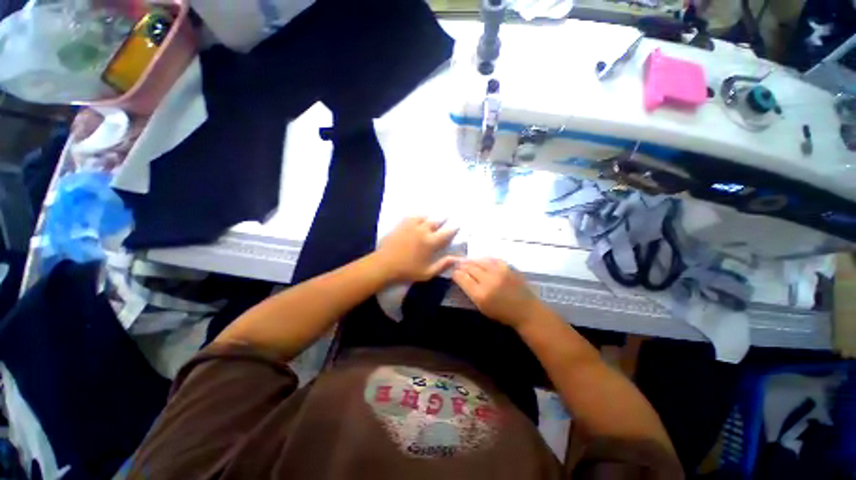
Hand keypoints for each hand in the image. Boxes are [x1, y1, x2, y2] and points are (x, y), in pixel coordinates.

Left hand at [374, 217, 459, 282]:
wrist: (384, 265)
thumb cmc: (407, 271)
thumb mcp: (427, 273)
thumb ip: (443, 265)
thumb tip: (457, 259)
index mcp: (431, 242)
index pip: (447, 232)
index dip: (454, 228)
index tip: (458, 225)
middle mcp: (423, 230)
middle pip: (437, 221)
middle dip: (443, 219)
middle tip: (447, 217)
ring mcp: (411, 226)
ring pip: (424, 216)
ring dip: (430, 217)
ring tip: (432, 217)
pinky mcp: (401, 225)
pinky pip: (411, 216)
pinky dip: (417, 216)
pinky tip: (418, 217)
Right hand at [452, 258, 540, 328]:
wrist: (525, 310)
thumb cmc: (502, 313)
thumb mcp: (482, 307)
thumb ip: (470, 292)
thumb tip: (461, 278)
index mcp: (480, 294)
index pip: (462, 278)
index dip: (456, 274)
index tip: (454, 273)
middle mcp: (488, 281)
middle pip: (469, 267)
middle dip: (462, 266)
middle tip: (458, 265)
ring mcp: (498, 272)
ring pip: (479, 261)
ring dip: (471, 261)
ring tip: (467, 261)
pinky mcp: (507, 268)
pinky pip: (492, 259)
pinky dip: (484, 259)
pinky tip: (482, 261)